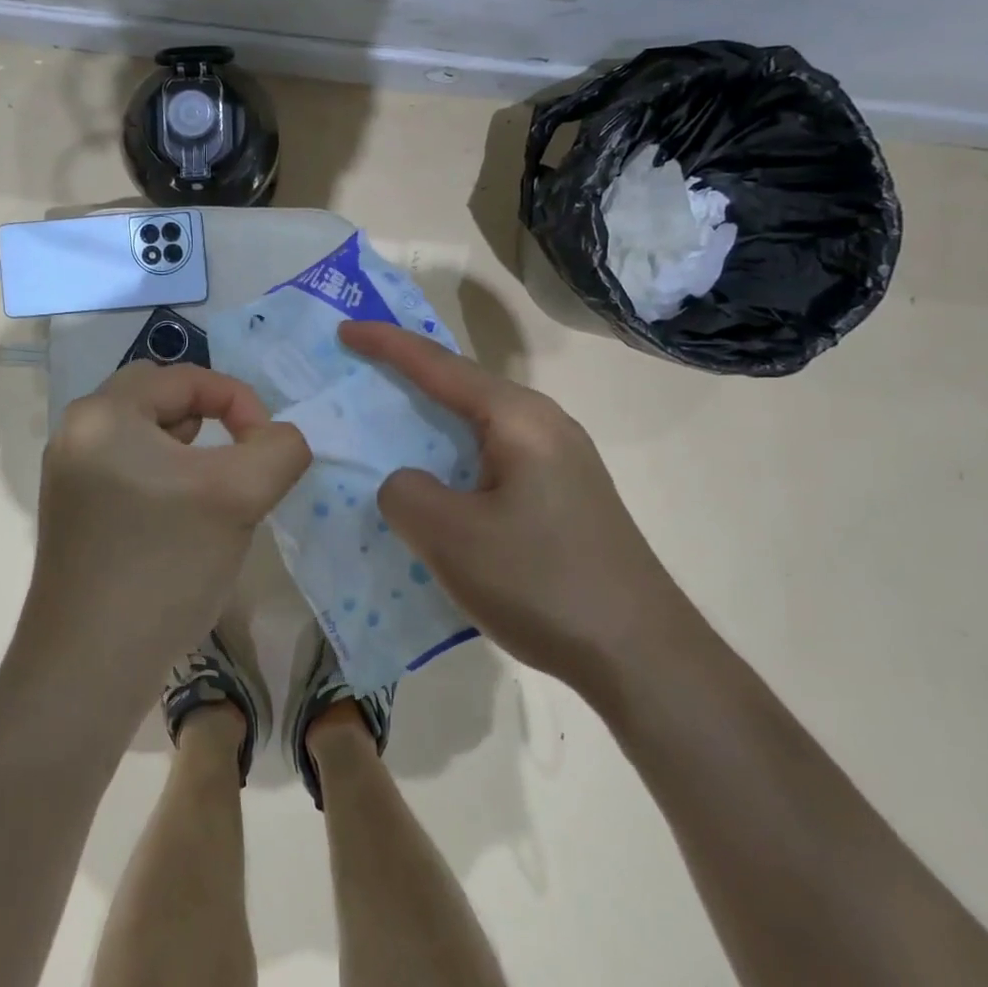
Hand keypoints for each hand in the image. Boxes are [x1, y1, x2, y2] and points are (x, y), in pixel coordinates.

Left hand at [27, 362, 310, 691]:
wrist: (89, 668)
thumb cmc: (163, 565)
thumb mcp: (239, 496)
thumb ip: (279, 449)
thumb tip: (282, 439)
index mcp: (104, 413)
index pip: (186, 378)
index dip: (240, 401)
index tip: (267, 448)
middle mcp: (77, 433)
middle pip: (160, 399)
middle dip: (210, 420)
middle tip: (234, 462)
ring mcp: (69, 476)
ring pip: (146, 436)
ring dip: (189, 451)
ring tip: (211, 493)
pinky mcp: (73, 514)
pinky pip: (130, 470)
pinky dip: (165, 478)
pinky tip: (181, 523)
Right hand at [340, 321, 691, 694]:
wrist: (643, 656)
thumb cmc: (541, 582)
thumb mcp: (451, 538)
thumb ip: (406, 494)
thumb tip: (409, 484)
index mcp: (518, 418)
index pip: (439, 365)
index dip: (387, 344)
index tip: (344, 330)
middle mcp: (544, 424)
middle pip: (462, 386)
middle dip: (409, 377)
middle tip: (361, 372)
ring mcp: (561, 460)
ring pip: (479, 426)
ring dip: (432, 422)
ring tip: (389, 425)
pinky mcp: (564, 495)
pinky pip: (494, 458)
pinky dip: (454, 458)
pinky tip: (438, 487)